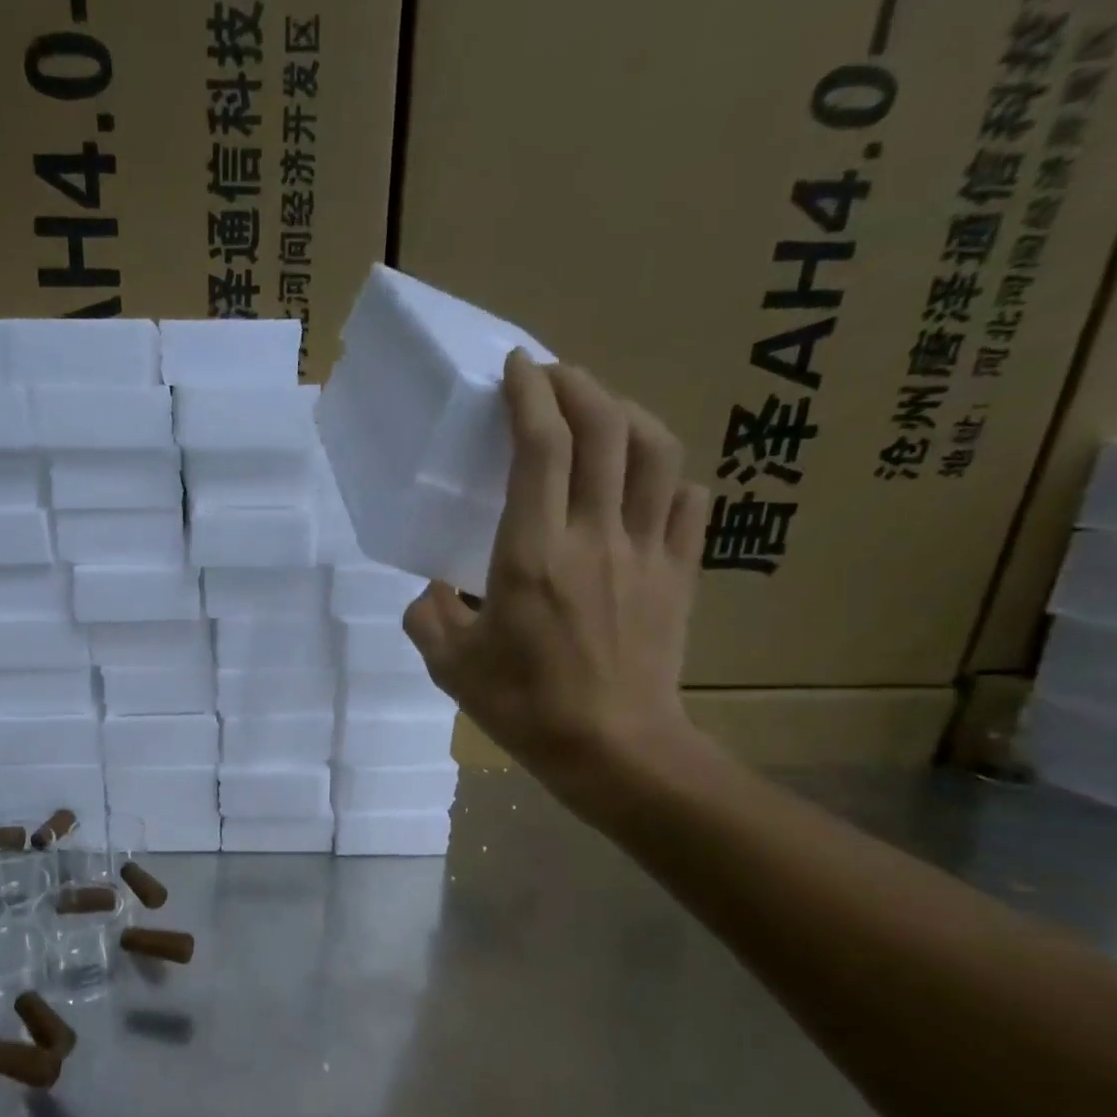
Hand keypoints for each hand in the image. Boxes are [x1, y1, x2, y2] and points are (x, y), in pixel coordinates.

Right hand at [402, 353, 711, 809]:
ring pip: (655, 452)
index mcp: (533, 552)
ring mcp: (646, 551)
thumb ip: (428, 619)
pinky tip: (648, 482)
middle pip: (602, 429)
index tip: (514, 367)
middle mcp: (595, 535)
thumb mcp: (451, 667)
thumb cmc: (525, 707)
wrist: (613, 749)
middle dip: (577, 384)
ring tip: (602, 411)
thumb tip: (431, 594)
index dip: (528, 393)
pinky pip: (687, 503)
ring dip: (627, 414)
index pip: (540, 446)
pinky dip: (668, 477)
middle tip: (551, 375)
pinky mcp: (679, 574)